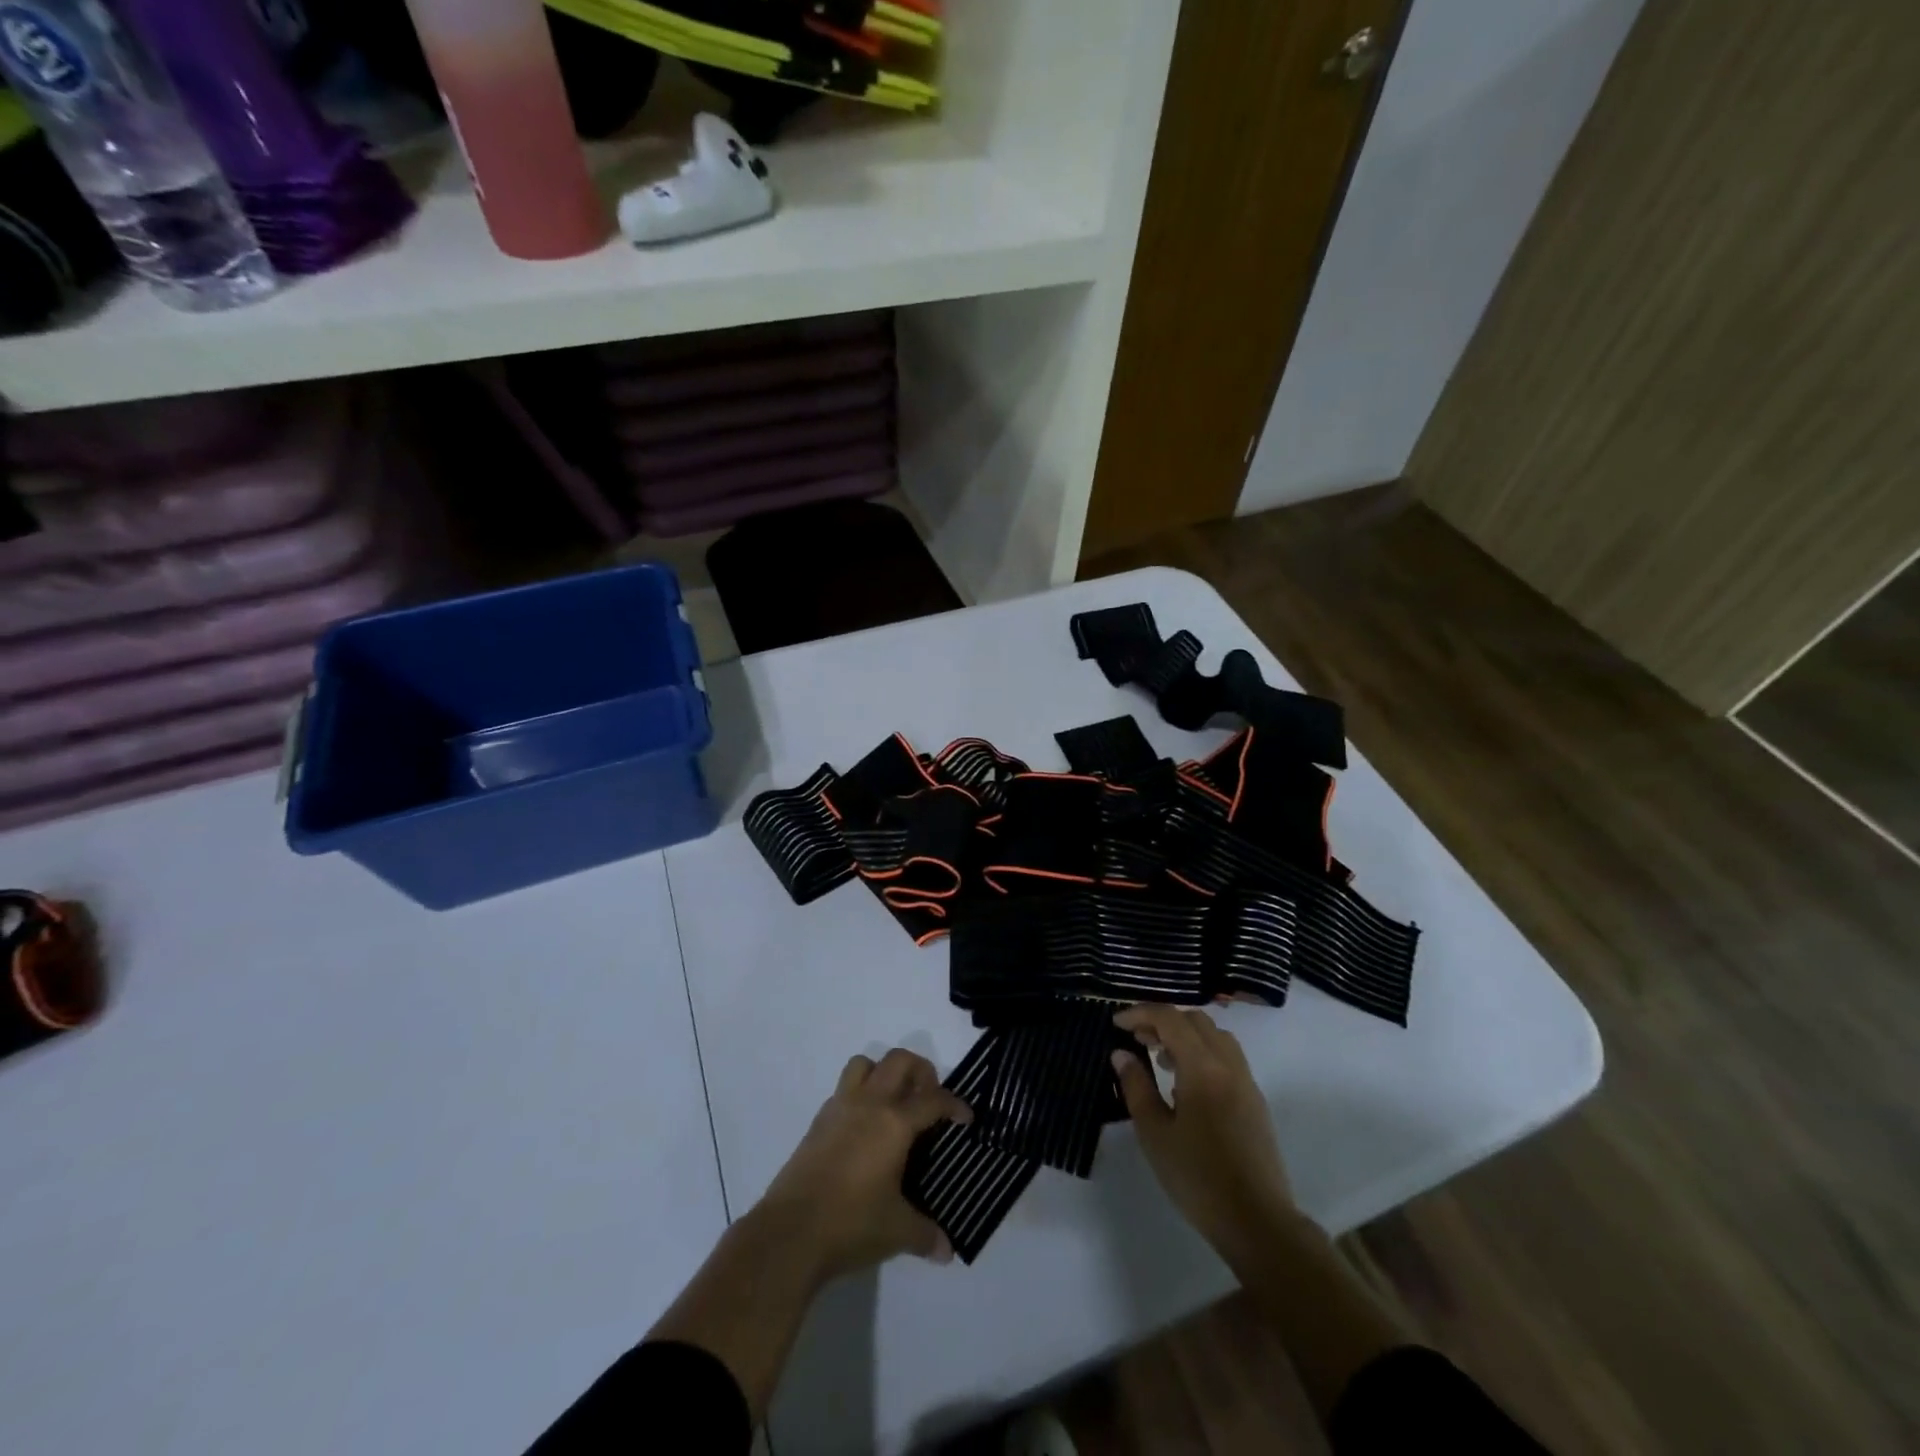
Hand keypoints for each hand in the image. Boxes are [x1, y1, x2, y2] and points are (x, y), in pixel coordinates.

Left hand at [754, 1048, 972, 1280]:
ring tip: (894, 1103)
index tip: (965, 1118)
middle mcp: (868, 1104)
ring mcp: (839, 1108)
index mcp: (894, 1122)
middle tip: (929, 1099)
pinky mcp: (817, 1122)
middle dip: (921, 1071)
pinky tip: (864, 1129)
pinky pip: (843, 1090)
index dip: (954, 1105)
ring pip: (865, 1064)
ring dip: (884, 1073)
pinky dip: (859, 1096)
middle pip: (899, 1061)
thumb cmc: (851, 1223)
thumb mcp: (897, 1231)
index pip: (933, 1099)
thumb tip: (947, 1250)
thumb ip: (926, 1234)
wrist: (789, 1233)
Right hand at [1111, 1004, 1302, 1270]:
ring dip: (1185, 1036)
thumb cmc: (1198, 1178)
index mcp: (1203, 1068)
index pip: (1170, 1019)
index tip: (1116, 1024)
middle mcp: (1228, 1065)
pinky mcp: (1254, 1101)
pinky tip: (1185, 1085)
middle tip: (1138, 1040)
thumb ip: (1136, 1087)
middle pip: (1195, 1020)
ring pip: (1215, 1036)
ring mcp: (1246, 1082)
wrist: (1257, 1223)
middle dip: (1163, 1021)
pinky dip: (1202, 1053)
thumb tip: (1122, 1054)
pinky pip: (1227, 1058)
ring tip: (1160, 1060)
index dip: (1140, 1014)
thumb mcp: (1155, 1133)